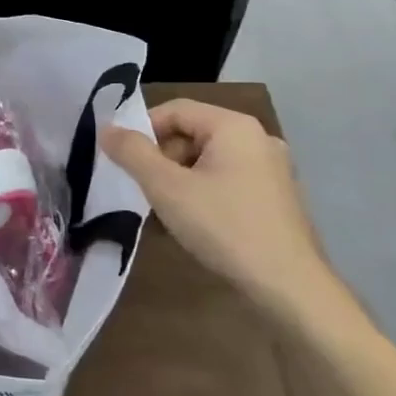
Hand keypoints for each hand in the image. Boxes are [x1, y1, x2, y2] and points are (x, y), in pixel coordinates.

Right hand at [101, 99, 346, 327]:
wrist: (288, 285)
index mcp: (234, 127)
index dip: (142, 130)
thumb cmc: (224, 227)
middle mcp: (258, 138)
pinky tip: (193, 222)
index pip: (175, 110)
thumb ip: (133, 153)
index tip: (121, 160)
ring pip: (208, 159)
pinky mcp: (276, 196)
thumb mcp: (167, 188)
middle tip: (143, 189)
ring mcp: (272, 168)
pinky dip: (203, 192)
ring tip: (164, 211)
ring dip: (179, 178)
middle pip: (192, 133)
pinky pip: (227, 180)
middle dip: (161, 157)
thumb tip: (107, 129)